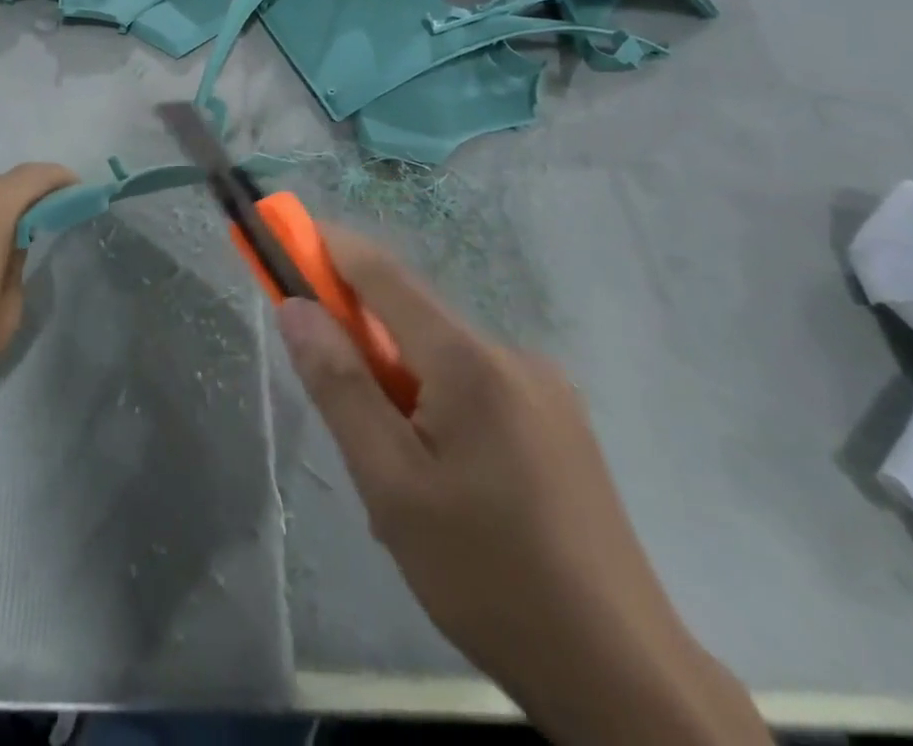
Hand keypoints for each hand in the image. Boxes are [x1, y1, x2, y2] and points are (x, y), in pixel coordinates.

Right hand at [278, 230, 768, 745]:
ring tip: (401, 485)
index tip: (286, 235)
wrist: (626, 677)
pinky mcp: (561, 421)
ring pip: (443, 362)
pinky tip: (448, 488)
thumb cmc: (490, 578)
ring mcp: (544, 387)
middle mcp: (511, 354)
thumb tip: (295, 308)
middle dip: (363, 346)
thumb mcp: (391, 486)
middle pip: (414, 321)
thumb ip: (339, 387)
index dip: (329, 247)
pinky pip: (477, 390)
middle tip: (344, 422)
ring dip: (402, 393)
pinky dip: (440, 411)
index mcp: (470, 361)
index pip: (383, 275)